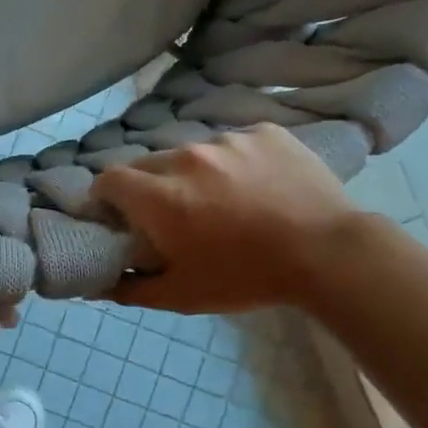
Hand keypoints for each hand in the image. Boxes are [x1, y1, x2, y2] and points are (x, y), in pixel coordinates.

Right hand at [91, 126, 361, 313]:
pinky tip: (258, 185)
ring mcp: (227, 140)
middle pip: (147, 163)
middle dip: (149, 185)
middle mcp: (185, 158)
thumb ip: (132, 287)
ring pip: (192, 152)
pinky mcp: (263, 132)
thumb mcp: (183, 295)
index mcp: (159, 196)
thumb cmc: (247, 277)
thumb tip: (98, 285)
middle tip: (172, 211)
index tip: (118, 213)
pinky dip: (235, 161)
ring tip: (223, 199)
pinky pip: (235, 142)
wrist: (330, 253)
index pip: (108, 179)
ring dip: (194, 172)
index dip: (106, 195)